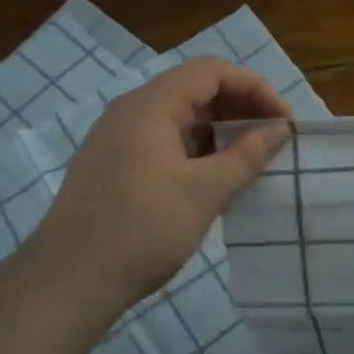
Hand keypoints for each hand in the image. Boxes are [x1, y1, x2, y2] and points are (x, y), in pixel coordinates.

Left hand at [30, 58, 290, 314]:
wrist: (69, 281)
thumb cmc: (142, 230)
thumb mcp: (205, 192)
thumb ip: (247, 155)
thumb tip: (280, 129)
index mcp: (150, 106)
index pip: (211, 72)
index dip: (254, 87)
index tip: (284, 119)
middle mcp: (131, 112)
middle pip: (194, 90)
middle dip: (240, 107)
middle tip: (274, 136)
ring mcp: (118, 139)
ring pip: (179, 117)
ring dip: (219, 129)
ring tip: (252, 157)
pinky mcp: (114, 165)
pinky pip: (164, 141)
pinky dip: (197, 148)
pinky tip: (216, 176)